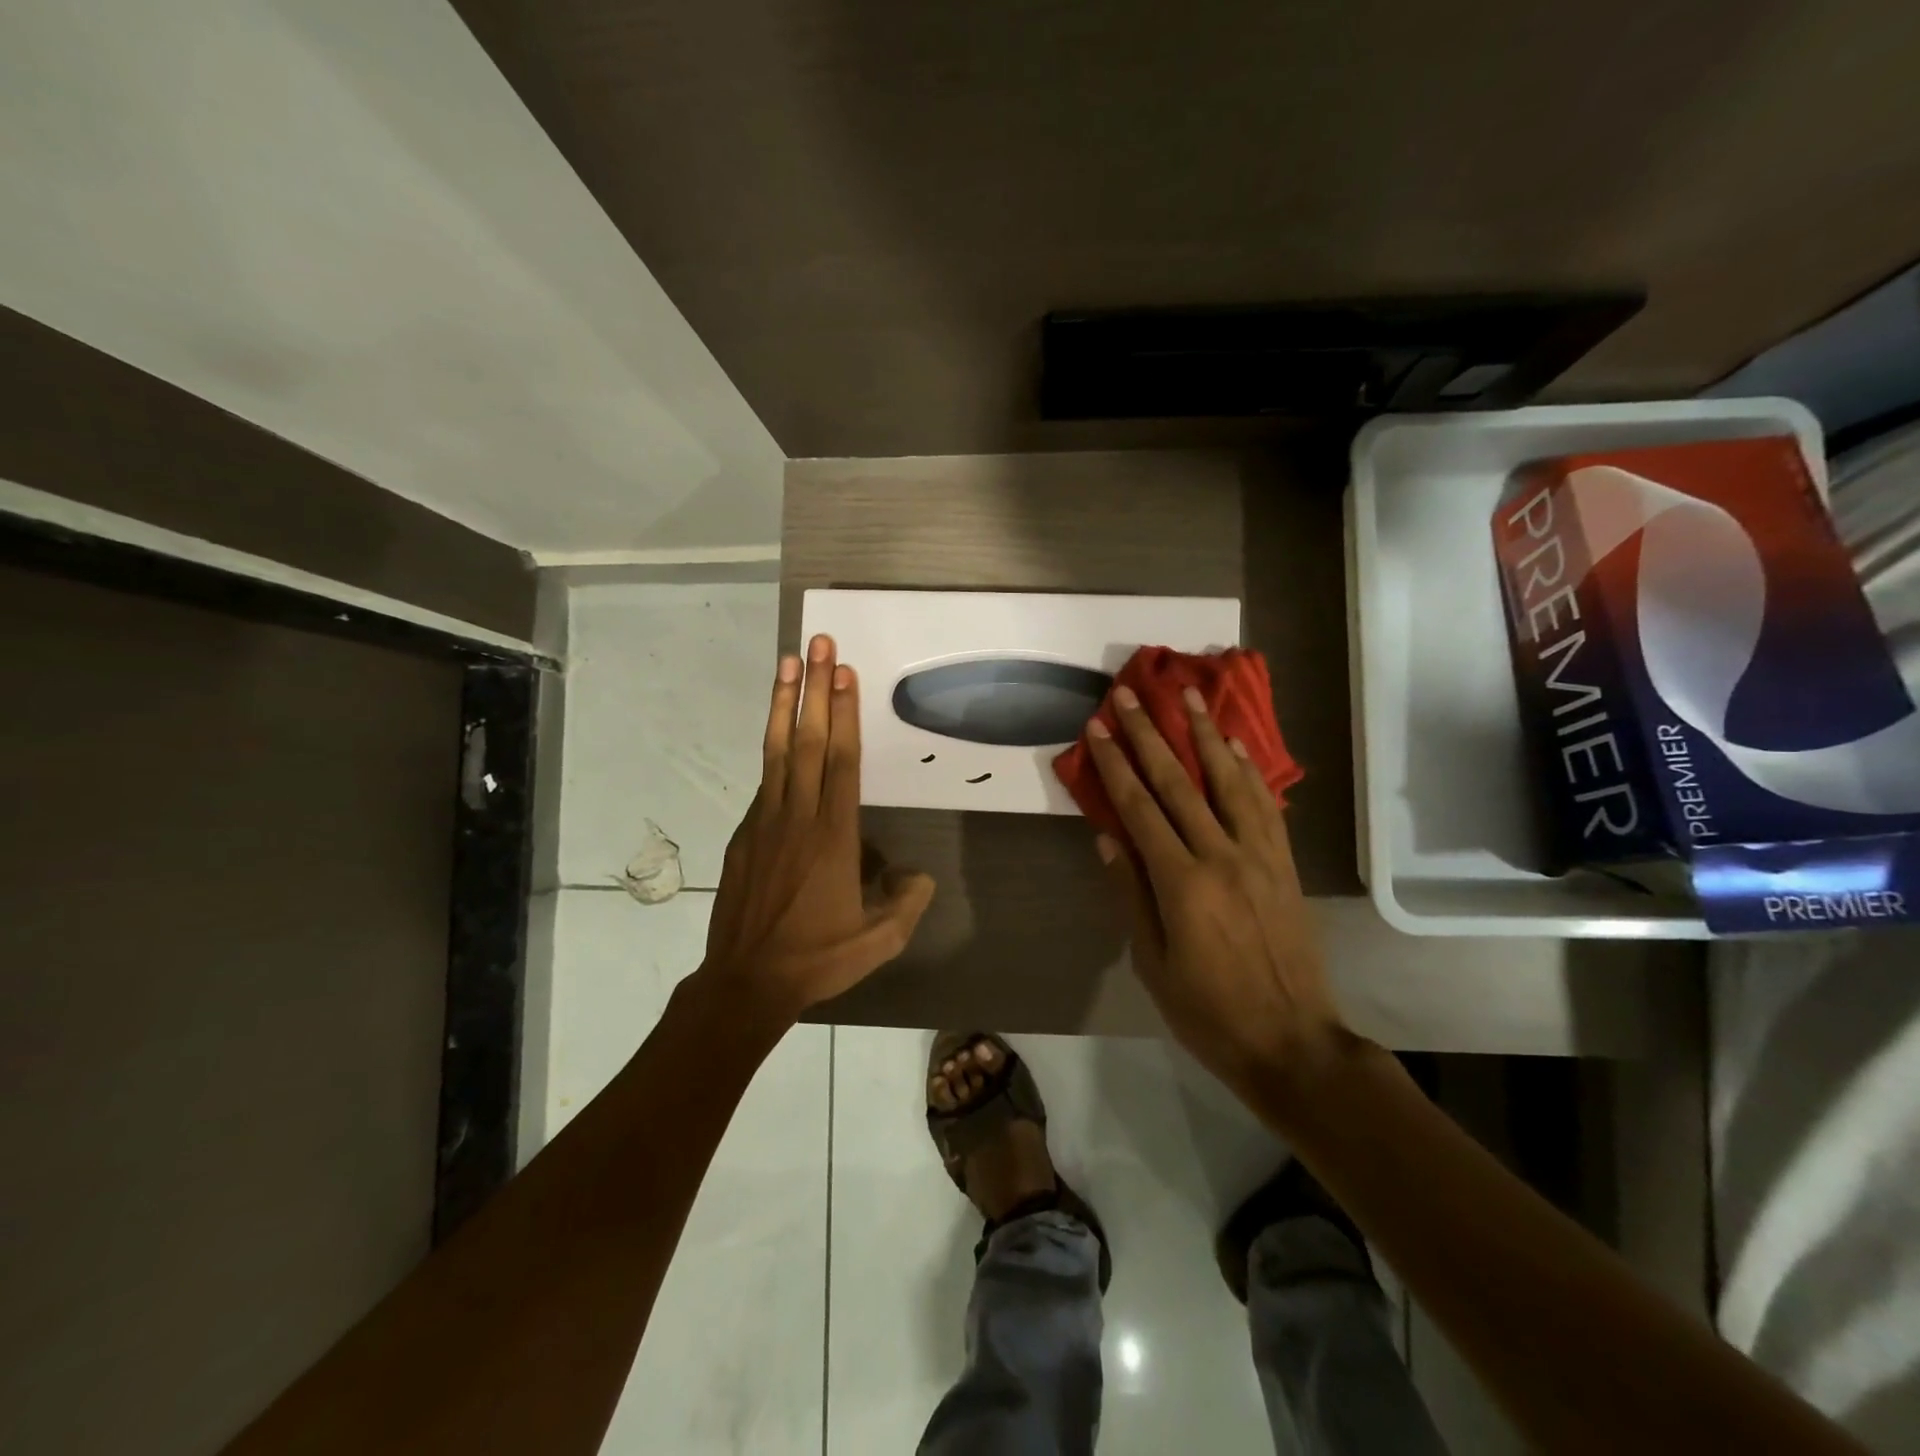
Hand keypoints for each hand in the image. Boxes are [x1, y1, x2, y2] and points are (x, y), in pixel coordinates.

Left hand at [702, 634, 935, 1020]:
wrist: (746, 982)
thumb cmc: (818, 957)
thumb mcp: (879, 940)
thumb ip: (906, 902)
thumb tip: (917, 874)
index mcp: (833, 835)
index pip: (840, 760)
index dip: (843, 713)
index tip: (843, 672)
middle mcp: (798, 816)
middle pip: (807, 740)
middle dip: (814, 688)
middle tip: (818, 644)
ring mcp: (765, 822)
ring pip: (777, 751)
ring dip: (784, 704)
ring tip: (787, 662)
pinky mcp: (744, 835)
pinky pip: (764, 781)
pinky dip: (773, 749)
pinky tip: (780, 735)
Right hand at [1085, 684, 1346, 1097]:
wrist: (1293, 1043)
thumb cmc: (1208, 1013)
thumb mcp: (1153, 963)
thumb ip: (1131, 895)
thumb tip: (1108, 838)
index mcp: (1182, 884)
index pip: (1140, 809)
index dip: (1116, 765)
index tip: (1098, 727)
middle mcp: (1222, 856)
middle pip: (1179, 783)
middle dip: (1150, 734)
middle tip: (1130, 693)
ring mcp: (1260, 857)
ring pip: (1229, 781)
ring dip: (1205, 735)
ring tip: (1189, 696)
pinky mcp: (1284, 865)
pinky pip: (1265, 806)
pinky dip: (1247, 770)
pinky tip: (1234, 745)